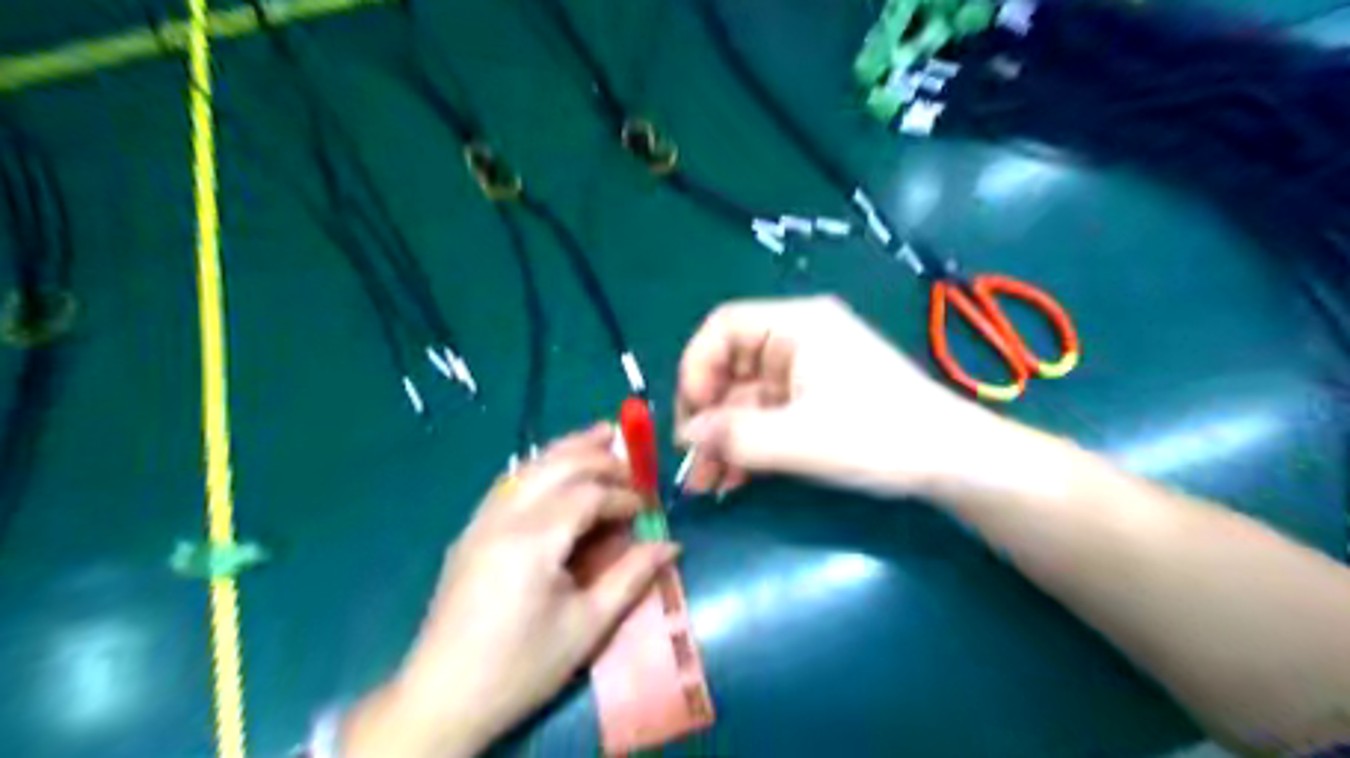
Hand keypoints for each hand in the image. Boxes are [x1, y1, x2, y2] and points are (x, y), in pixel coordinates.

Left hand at [337, 425, 675, 757]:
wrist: (442, 698)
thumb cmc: (522, 667)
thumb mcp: (587, 627)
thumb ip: (631, 577)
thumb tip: (670, 544)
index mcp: (533, 541)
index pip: (588, 495)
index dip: (623, 495)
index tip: (648, 507)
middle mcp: (503, 517)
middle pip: (558, 465)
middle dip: (600, 457)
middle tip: (634, 460)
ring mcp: (481, 521)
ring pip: (530, 466)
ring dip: (569, 449)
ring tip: (602, 434)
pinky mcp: (471, 531)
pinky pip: (510, 482)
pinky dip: (541, 466)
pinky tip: (557, 468)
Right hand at [675, 297, 987, 497]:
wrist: (952, 463)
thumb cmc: (880, 436)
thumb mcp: (801, 440)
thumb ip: (737, 436)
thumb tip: (688, 436)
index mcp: (797, 326)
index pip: (723, 328)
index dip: (696, 369)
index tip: (692, 419)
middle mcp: (796, 341)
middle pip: (730, 368)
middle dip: (707, 417)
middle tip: (692, 462)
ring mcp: (805, 374)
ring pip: (744, 400)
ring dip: (723, 440)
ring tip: (706, 484)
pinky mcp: (813, 402)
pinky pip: (766, 418)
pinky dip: (748, 445)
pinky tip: (733, 480)